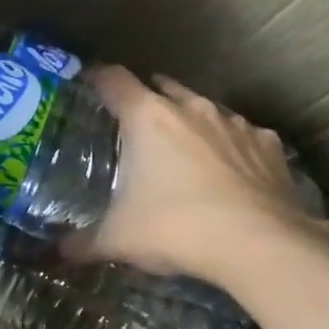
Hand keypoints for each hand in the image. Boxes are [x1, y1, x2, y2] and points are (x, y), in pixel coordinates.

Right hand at [84, 65, 310, 284]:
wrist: (259, 244)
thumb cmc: (176, 228)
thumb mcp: (118, 239)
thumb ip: (83, 242)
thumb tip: (59, 251)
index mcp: (148, 117)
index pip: (113, 80)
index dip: (97, 78)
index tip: (87, 83)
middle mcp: (192, 108)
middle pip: (162, 86)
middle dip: (146, 98)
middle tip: (132, 125)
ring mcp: (235, 123)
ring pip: (204, 109)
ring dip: (189, 122)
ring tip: (181, 150)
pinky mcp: (268, 144)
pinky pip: (241, 135)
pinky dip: (229, 147)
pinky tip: (228, 173)